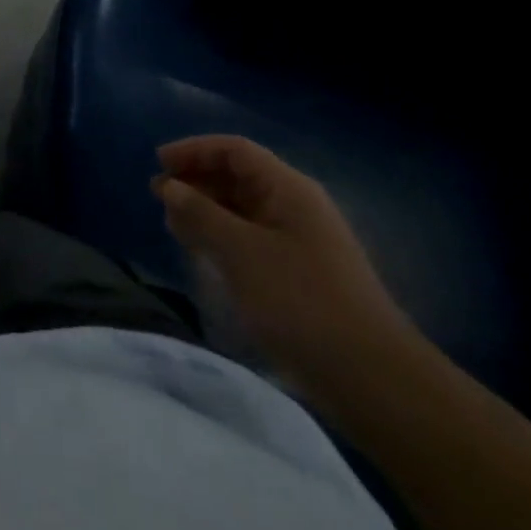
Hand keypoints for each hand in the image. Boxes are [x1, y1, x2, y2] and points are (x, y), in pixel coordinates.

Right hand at [154, 136, 415, 394]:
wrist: (372, 379)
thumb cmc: (302, 302)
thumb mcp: (241, 252)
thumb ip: (200, 214)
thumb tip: (170, 186)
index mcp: (288, 189)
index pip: (235, 150)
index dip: (194, 150)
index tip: (158, 163)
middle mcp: (295, 206)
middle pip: (239, 176)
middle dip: (197, 181)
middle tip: (160, 198)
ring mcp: (300, 241)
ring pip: (243, 210)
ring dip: (207, 211)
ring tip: (174, 226)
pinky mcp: (299, 274)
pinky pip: (252, 239)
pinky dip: (222, 238)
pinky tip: (203, 254)